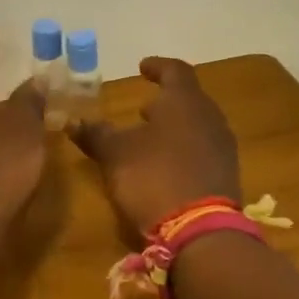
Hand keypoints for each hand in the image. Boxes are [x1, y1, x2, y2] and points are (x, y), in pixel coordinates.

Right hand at [68, 57, 240, 236]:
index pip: (175, 71)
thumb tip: (72, 121)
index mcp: (185, 101)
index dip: (157, 67)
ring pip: (197, 125)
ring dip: (175, 127)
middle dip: (165, 101)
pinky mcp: (226, 175)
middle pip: (189, 99)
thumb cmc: (154, 177)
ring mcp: (222, 147)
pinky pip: (203, 150)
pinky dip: (184, 149)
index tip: (142, 67)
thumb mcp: (115, 154)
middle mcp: (210, 117)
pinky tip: (166, 165)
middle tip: (143, 108)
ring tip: (150, 137)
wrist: (200, 231)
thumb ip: (95, 134)